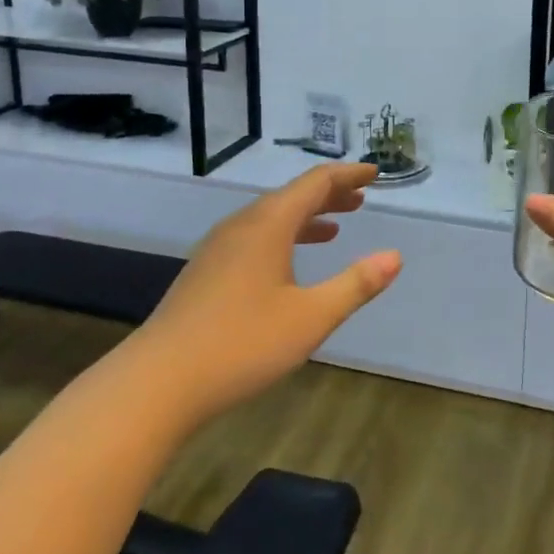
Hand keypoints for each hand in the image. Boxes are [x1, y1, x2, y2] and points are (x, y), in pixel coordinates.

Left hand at [130, 163, 400, 425]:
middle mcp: (242, 225)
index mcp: (268, 224)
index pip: (315, 183)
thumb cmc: (242, 344)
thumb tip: (394, 256)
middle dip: (329, 194)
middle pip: (292, 196)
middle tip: (361, 198)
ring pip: (271, 217)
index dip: (348, 175)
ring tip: (335, 227)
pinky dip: (283, 236)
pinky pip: (254, 236)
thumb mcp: (310, 317)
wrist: (158, 381)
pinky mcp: (206, 271)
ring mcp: (218, 247)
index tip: (374, 173)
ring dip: (306, 216)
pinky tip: (288, 263)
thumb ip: (355, 284)